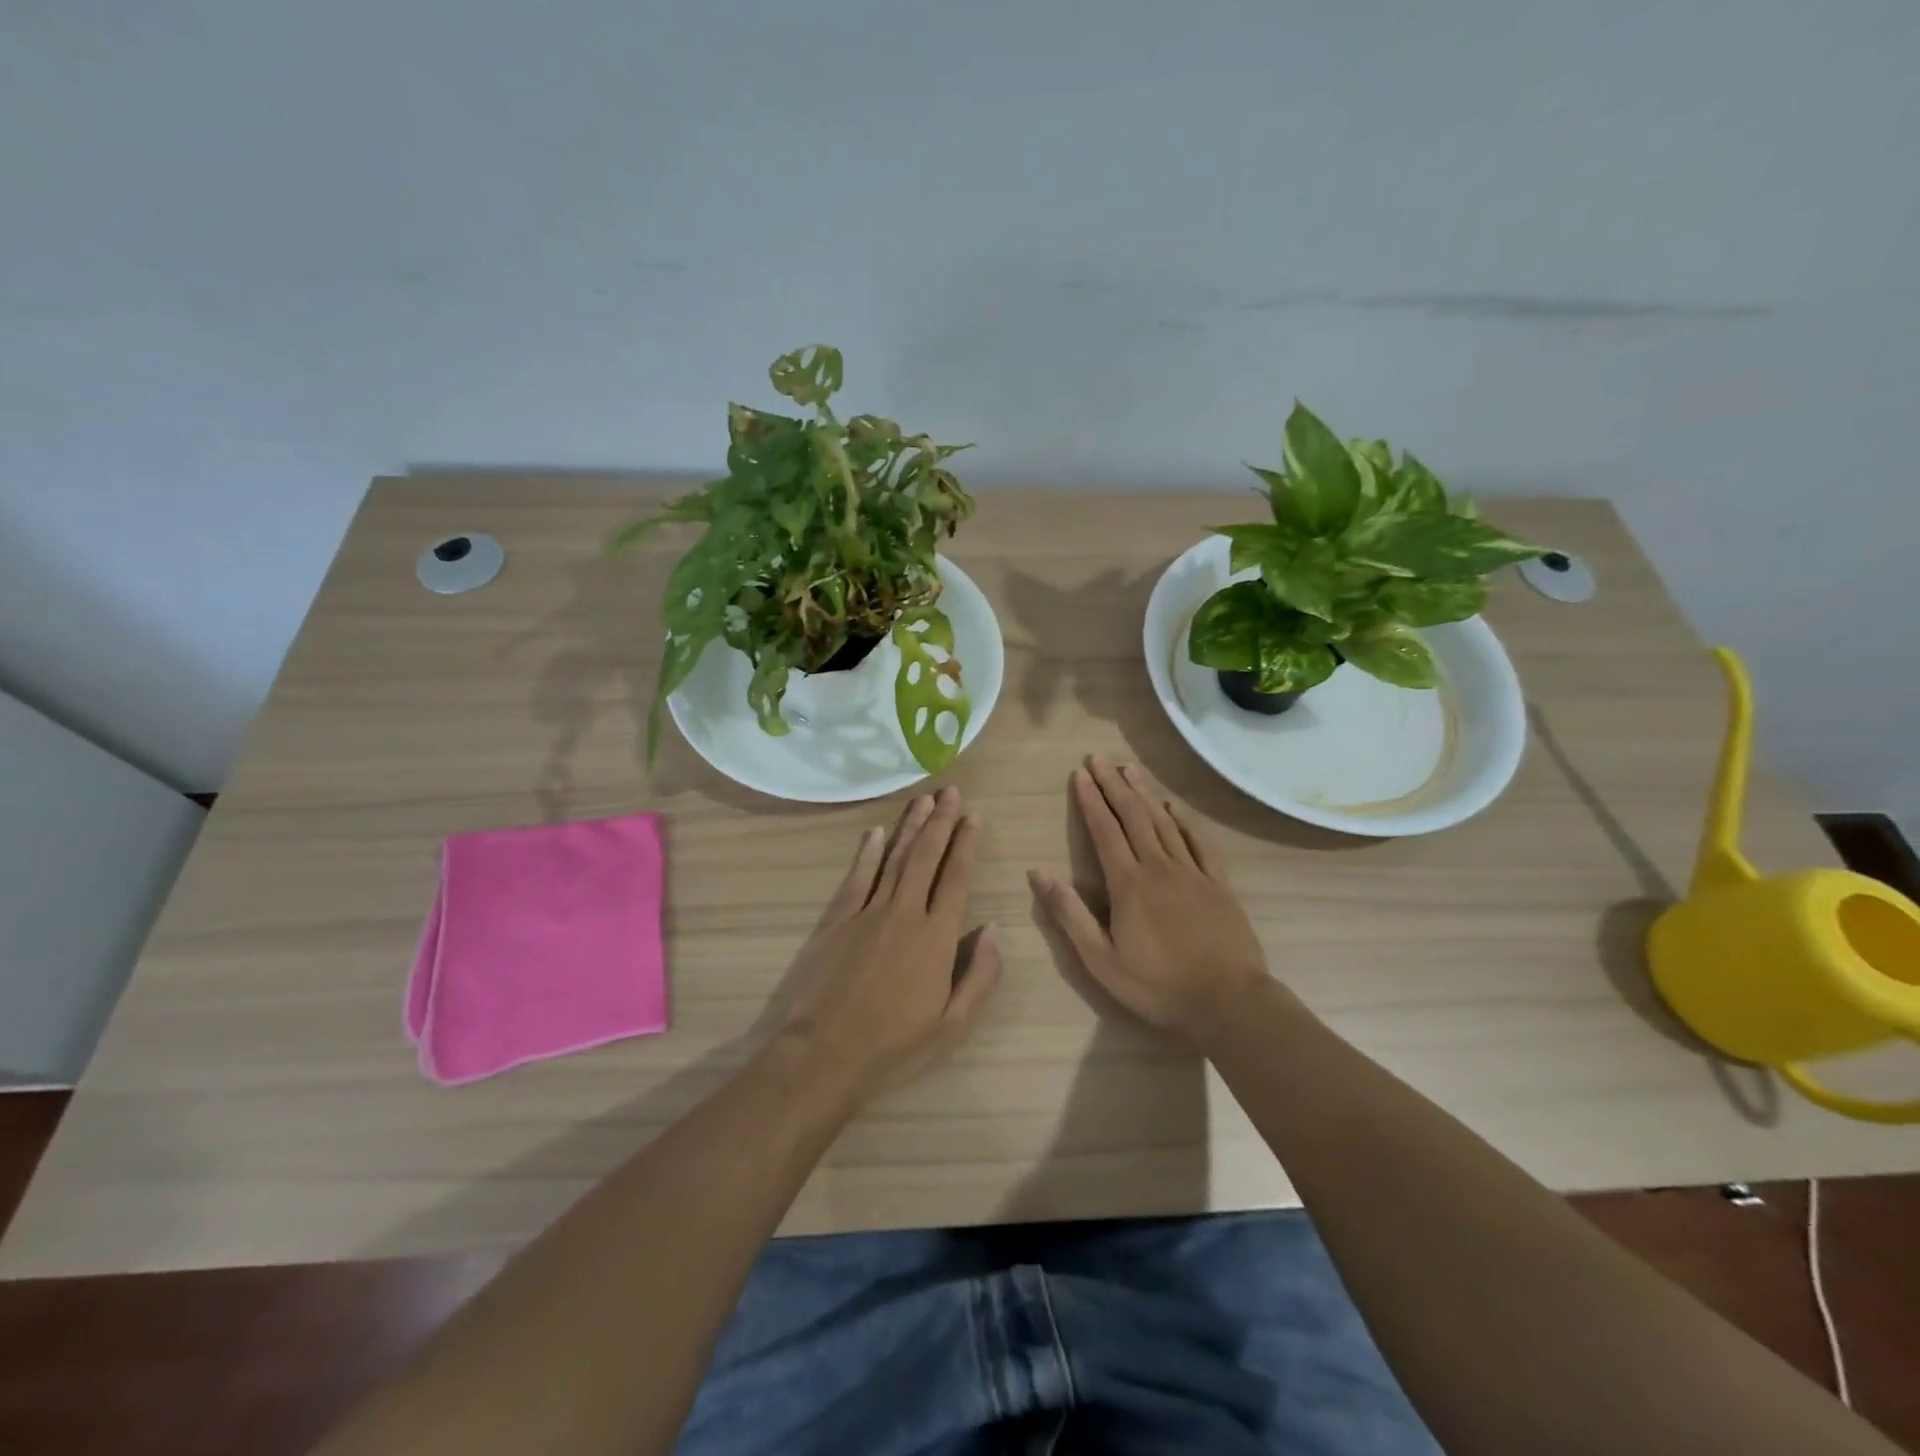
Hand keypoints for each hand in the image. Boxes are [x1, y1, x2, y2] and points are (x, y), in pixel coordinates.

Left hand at [777, 787, 1001, 1101]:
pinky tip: (875, 832)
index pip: (957, 879)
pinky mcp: (837, 920)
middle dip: (941, 822)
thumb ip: (980, 976)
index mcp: (936, 937)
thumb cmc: (894, 1046)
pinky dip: (867, 852)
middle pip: (926, 857)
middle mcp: (905, 913)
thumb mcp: (953, 1026)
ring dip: (909, 827)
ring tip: (923, 800)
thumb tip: (992, 930)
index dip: (967, 845)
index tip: (974, 817)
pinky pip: (856, 877)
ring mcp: (867, 912)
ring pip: (893, 858)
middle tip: (951, 791)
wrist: (825, 1054)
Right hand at [1029, 757, 1269, 1044]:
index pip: (1104, 830)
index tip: (1079, 774)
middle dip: (1114, 784)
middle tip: (1100, 758)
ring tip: (1130, 769)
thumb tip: (1038, 873)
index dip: (1090, 800)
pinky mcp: (1218, 884)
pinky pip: (1199, 842)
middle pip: (1133, 815)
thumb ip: (1069, 914)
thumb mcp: (1101, 960)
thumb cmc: (1158, 986)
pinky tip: (1175, 807)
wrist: (1229, 1002)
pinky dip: (1185, 821)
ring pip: (1164, 822)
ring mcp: (1192, 872)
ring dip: (1145, 793)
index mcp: (1128, 884)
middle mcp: (1159, 867)